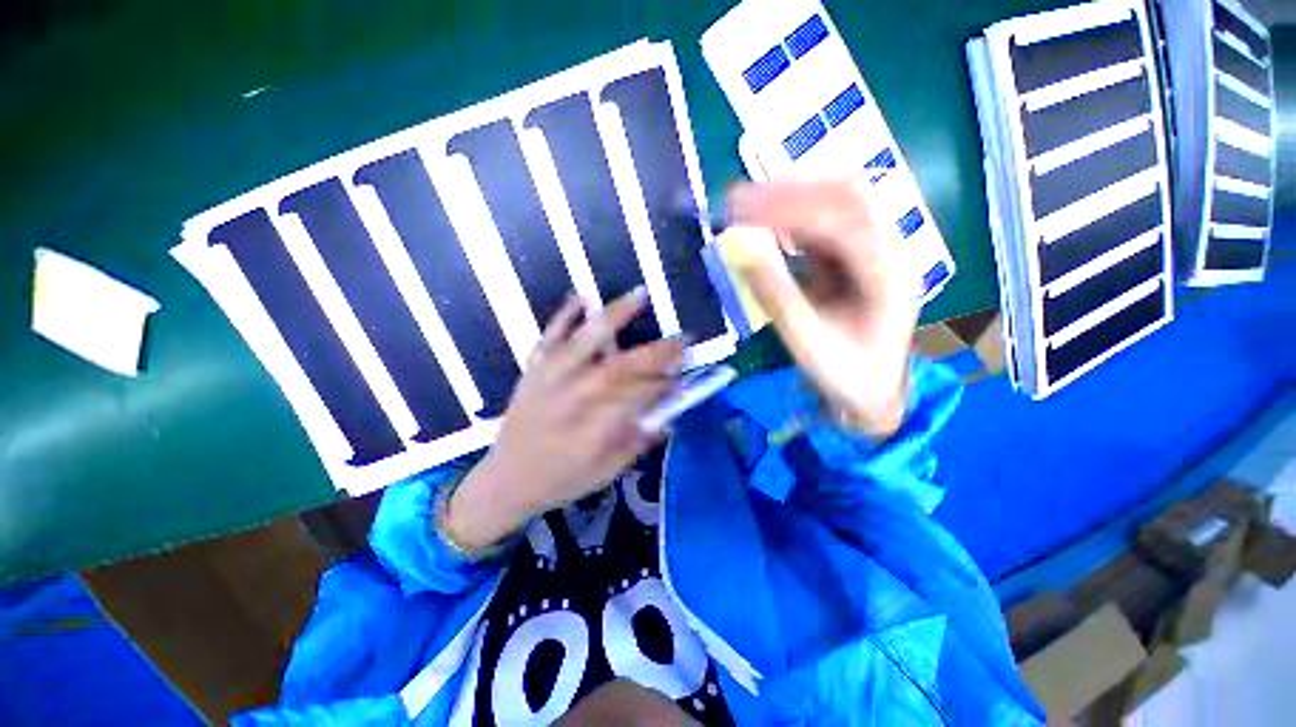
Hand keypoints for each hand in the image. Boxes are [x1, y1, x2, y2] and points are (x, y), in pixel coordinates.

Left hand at [446, 289, 684, 551]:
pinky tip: (583, 297)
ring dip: (614, 318)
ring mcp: (549, 380)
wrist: (504, 482)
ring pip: (585, 343)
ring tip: (639, 296)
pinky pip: (549, 337)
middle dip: (654, 353)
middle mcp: (571, 401)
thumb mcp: (605, 474)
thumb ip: (638, 443)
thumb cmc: (560, 481)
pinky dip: (566, 315)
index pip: (636, 400)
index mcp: (591, 432)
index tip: (683, 378)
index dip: (664, 386)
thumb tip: (668, 418)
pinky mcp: (533, 371)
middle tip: (681, 340)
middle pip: (618, 369)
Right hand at [727, 177, 919, 436]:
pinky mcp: (857, 254)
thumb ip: (776, 295)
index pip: (841, 220)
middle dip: (790, 190)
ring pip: (837, 200)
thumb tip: (741, 251)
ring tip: (746, 205)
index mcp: (888, 274)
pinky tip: (766, 223)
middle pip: (847, 194)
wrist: (873, 388)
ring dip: (791, 196)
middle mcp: (889, 250)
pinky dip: (793, 216)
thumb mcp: (807, 341)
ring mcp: (875, 248)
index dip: (788, 208)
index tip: (739, 210)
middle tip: (739, 200)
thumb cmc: (845, 372)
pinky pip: (825, 221)